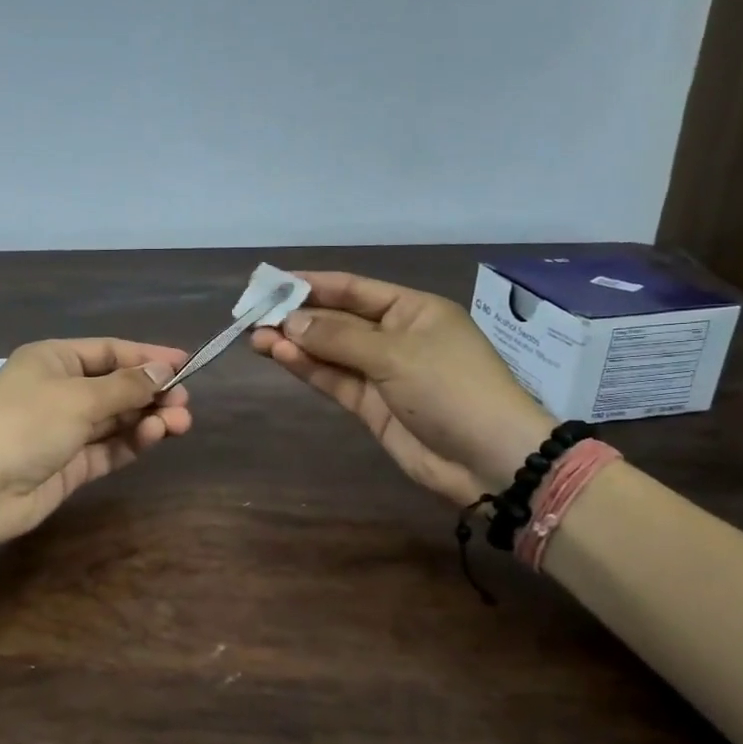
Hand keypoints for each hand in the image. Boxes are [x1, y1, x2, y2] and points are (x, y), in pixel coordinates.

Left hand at [0, 339, 192, 548]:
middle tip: (184, 403)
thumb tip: (164, 369)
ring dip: (147, 418)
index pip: (109, 351)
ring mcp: (65, 430)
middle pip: (116, 386)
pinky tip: (154, 436)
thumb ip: (126, 385)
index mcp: (54, 360)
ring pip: (116, 418)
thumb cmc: (24, 423)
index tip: (187, 363)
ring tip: (179, 423)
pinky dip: (132, 441)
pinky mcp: (71, 465)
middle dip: (151, 392)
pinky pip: (109, 447)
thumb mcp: (78, 396)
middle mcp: (61, 391)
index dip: (147, 356)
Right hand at [251, 271, 554, 505]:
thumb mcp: (396, 354)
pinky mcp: (371, 406)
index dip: (313, 285)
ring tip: (255, 338)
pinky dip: (308, 368)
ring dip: (295, 344)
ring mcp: (382, 373)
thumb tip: (290, 322)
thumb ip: (339, 337)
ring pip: (330, 352)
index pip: (354, 289)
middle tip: (253, 316)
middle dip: (298, 317)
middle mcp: (394, 336)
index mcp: (412, 310)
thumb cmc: (451, 388)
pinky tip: (280, 356)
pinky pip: (334, 379)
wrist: (490, 460)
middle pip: (337, 320)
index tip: (272, 283)